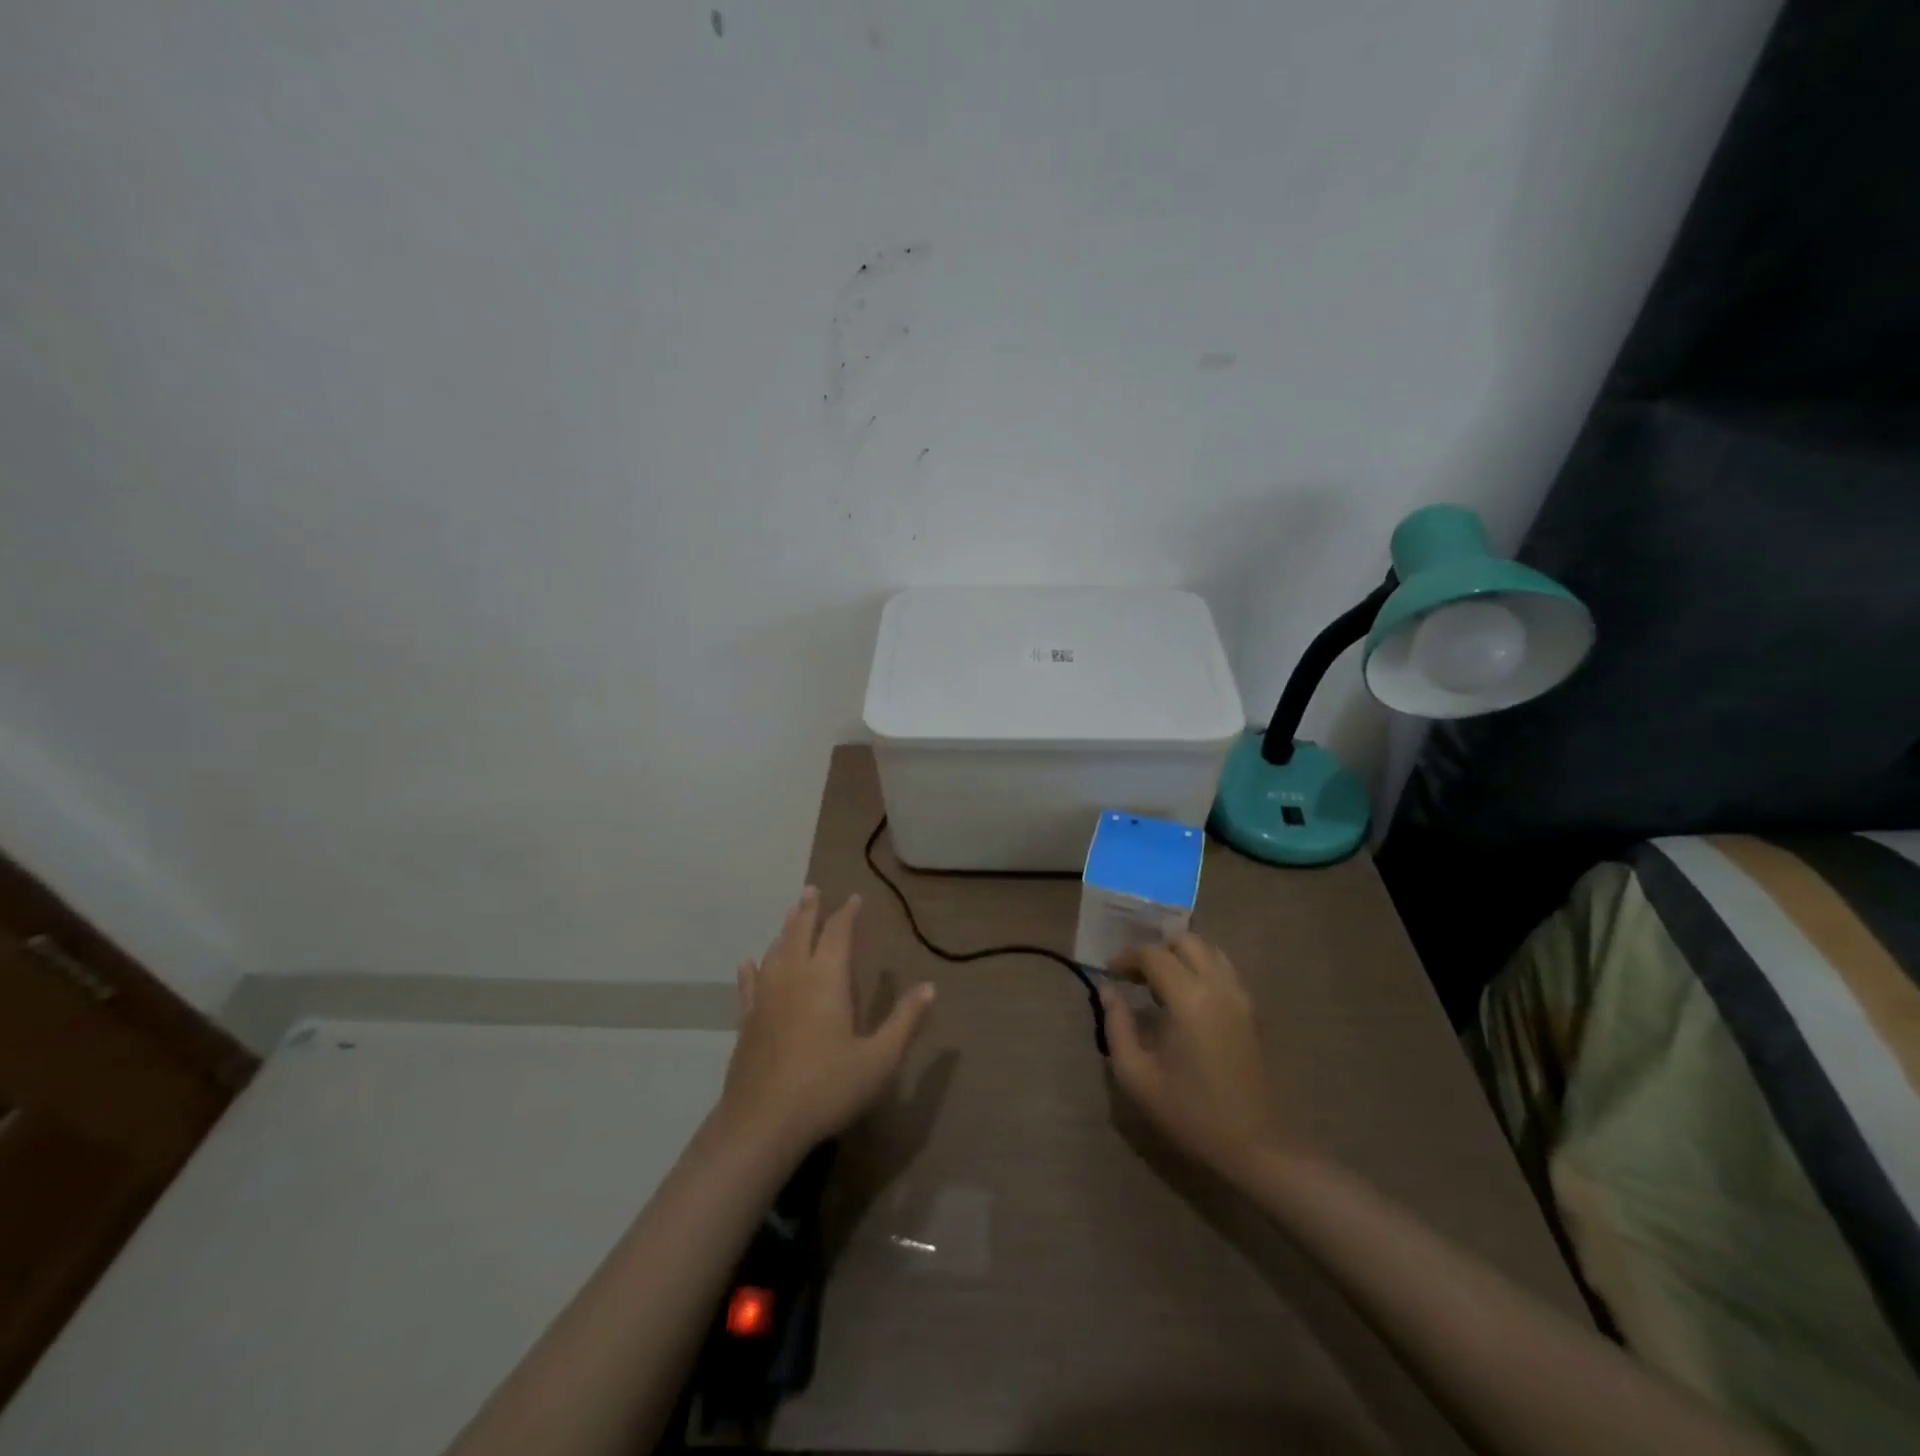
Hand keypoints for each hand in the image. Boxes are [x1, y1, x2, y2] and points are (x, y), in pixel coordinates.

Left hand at [718, 887, 935, 1160]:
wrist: (762, 1124)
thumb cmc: (827, 1088)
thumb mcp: (879, 1059)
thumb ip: (905, 1021)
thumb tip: (930, 987)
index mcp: (827, 979)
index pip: (838, 934)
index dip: (847, 914)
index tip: (854, 898)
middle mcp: (793, 977)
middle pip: (800, 932)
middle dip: (809, 910)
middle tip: (813, 890)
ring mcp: (765, 997)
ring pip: (775, 951)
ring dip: (785, 930)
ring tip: (791, 915)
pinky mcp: (746, 1020)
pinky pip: (749, 984)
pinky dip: (752, 969)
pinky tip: (749, 962)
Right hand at [1102, 935, 1280, 1182]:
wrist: (1256, 1147)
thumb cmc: (1191, 1113)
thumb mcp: (1137, 1076)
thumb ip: (1117, 1026)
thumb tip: (1108, 991)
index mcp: (1189, 999)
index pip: (1153, 955)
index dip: (1127, 957)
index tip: (1110, 973)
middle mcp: (1219, 986)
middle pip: (1186, 940)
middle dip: (1156, 950)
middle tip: (1136, 977)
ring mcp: (1241, 996)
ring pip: (1209, 950)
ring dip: (1181, 956)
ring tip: (1160, 985)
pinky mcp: (1253, 1010)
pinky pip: (1224, 969)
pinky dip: (1201, 969)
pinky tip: (1186, 999)